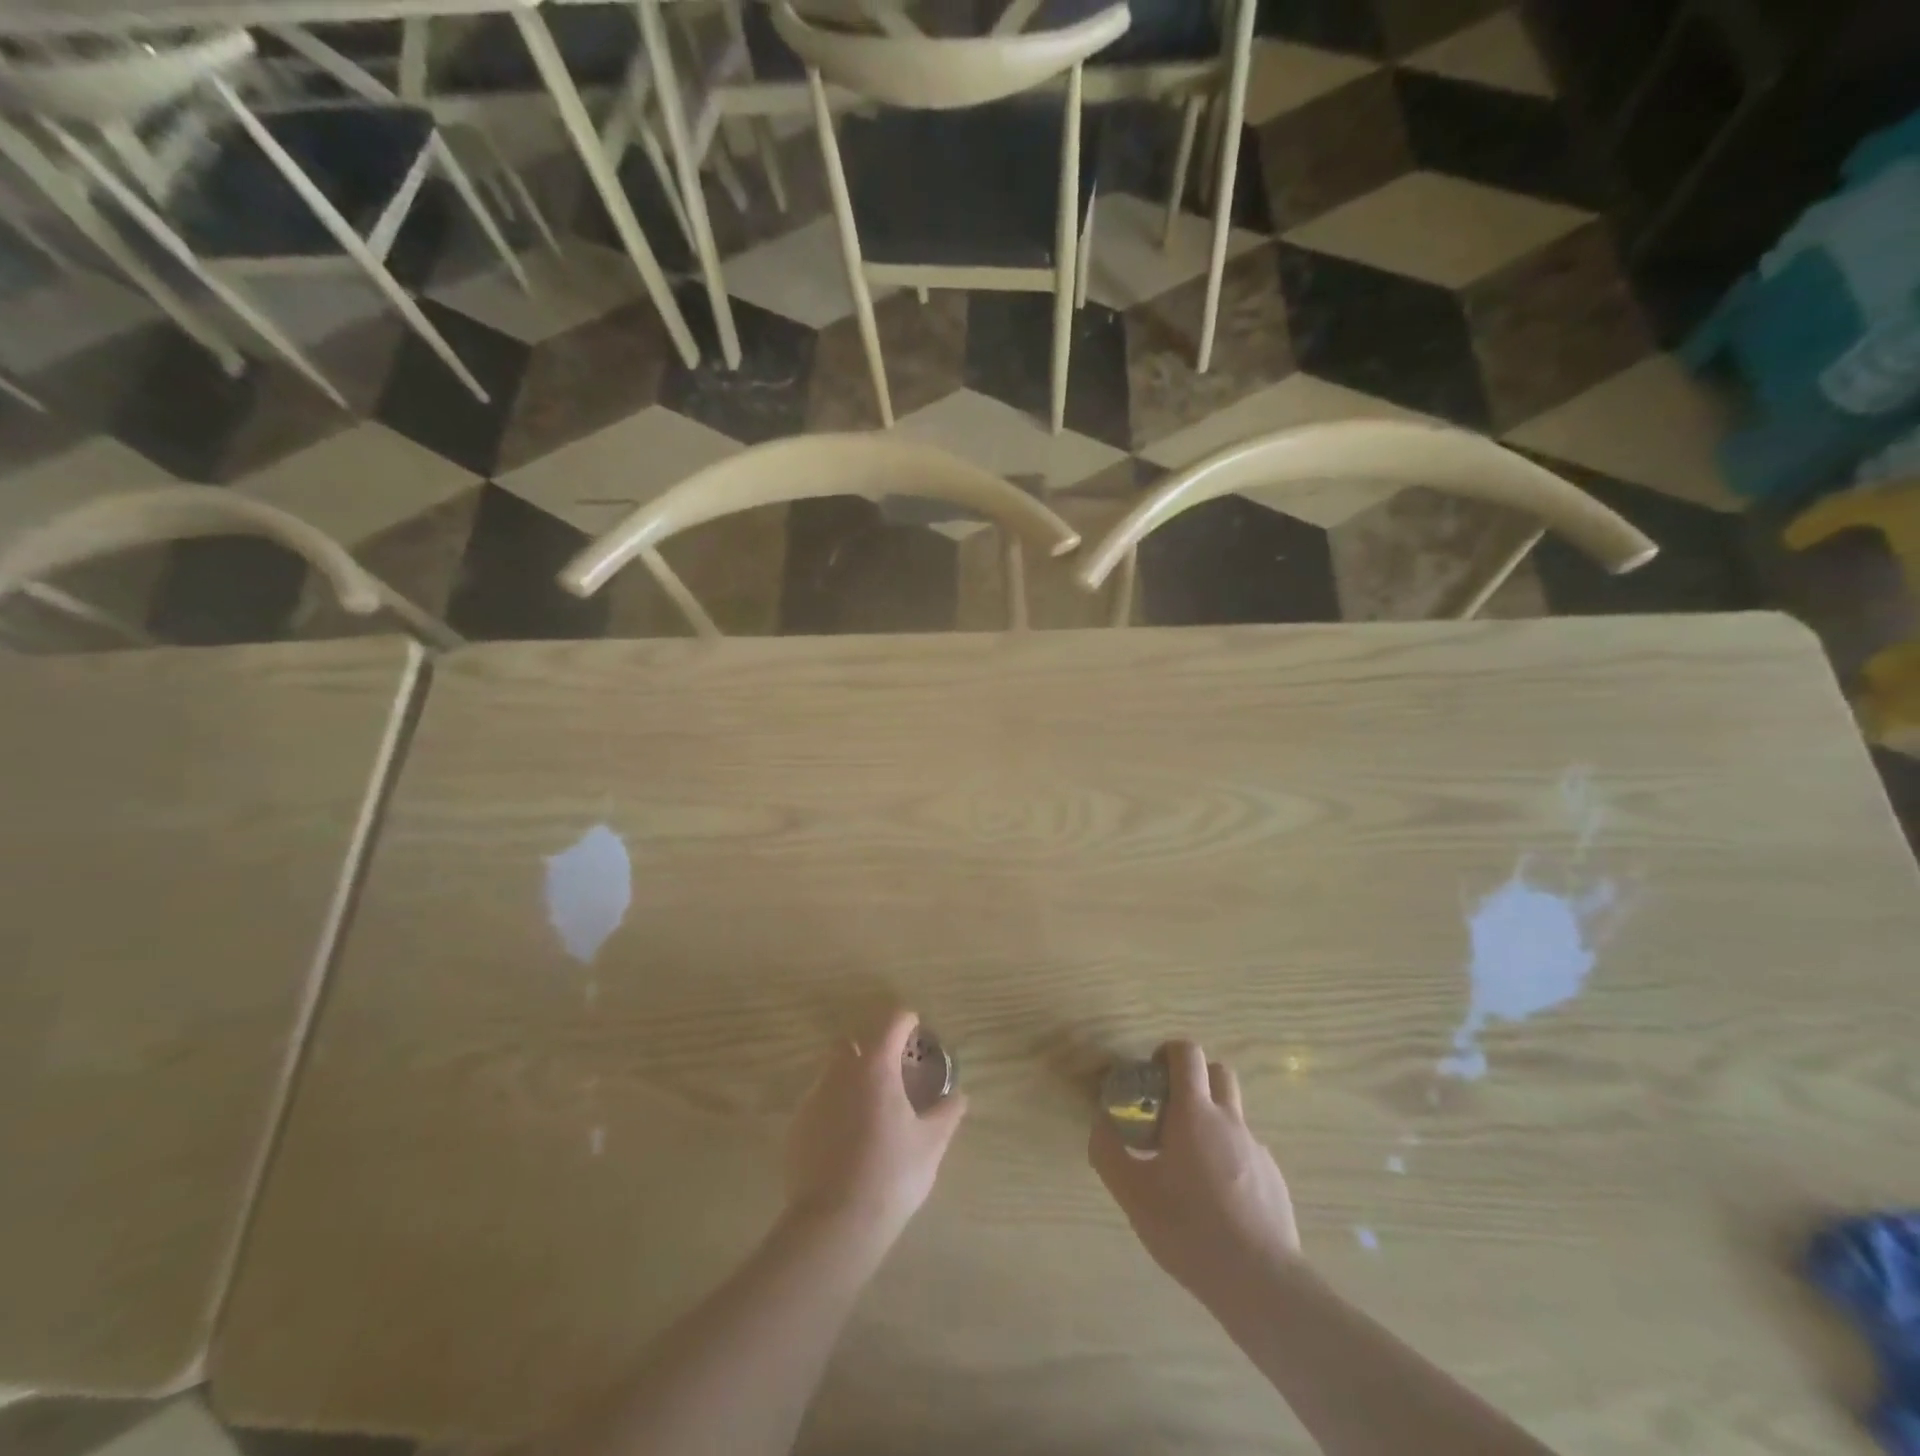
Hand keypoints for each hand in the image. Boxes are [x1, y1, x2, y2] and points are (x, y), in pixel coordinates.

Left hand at [785, 1009, 967, 1251]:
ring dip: (852, 1076)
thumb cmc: (892, 1174)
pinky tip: (848, 1136)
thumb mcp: (931, 1144)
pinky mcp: (797, 1126)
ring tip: (871, 1106)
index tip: (917, 1029)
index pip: (891, 1022)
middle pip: (854, 1041)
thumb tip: (960, 1095)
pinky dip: (835, 1106)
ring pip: (833, 1071)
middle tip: (893, 1069)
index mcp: (876, 1066)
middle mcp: (840, 1072)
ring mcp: (814, 1097)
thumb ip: (947, 1113)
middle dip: (872, 1046)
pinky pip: (819, 1102)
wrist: (835, 1223)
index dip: (906, 1021)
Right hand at [1089, 1041, 1300, 1309]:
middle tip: (1169, 1109)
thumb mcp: (1133, 1195)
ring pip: (1232, 1114)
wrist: (1262, 1283)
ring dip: (1209, 1120)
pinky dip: (1227, 1157)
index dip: (1168, 1052)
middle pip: (1218, 1072)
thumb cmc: (1191, 1230)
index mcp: (1195, 1113)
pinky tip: (1216, 1199)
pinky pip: (1246, 1151)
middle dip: (1193, 1078)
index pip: (1187, 1053)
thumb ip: (1109, 1153)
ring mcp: (1257, 1149)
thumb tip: (1101, 1124)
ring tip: (1188, 1164)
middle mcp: (1230, 1120)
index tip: (1151, 1074)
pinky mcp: (1274, 1179)